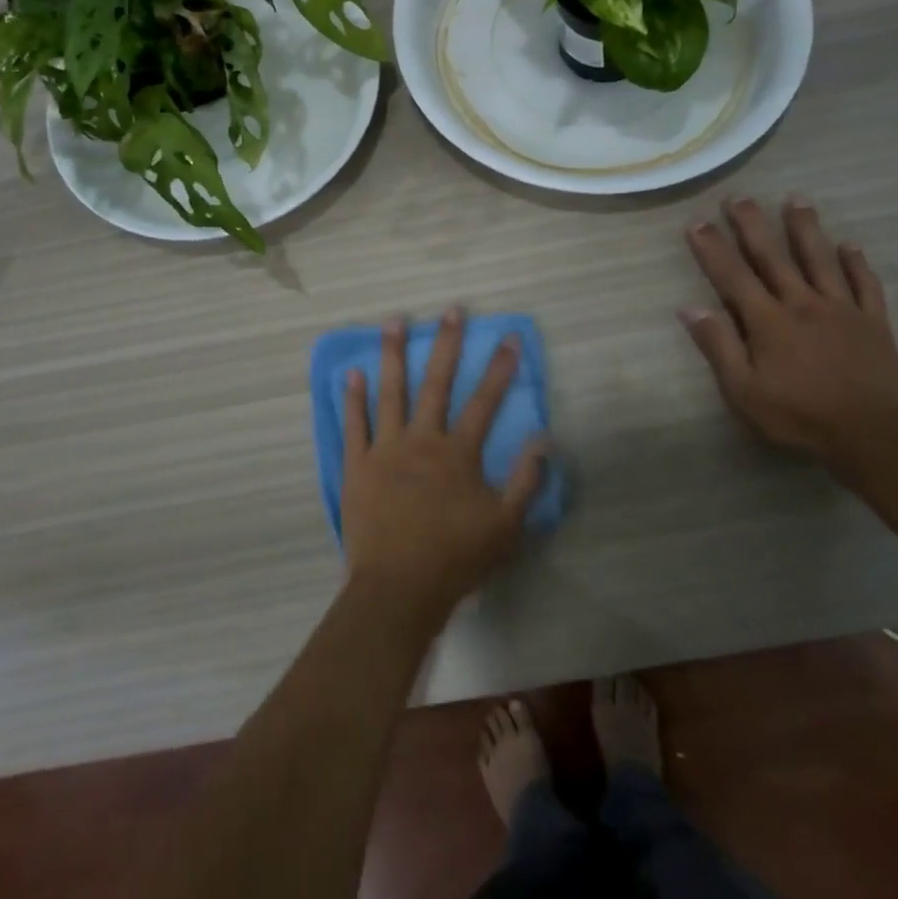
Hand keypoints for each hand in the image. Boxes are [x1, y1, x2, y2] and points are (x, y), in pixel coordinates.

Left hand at [341, 308, 549, 622]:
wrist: (398, 589)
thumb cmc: (455, 558)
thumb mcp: (505, 526)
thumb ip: (526, 481)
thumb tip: (545, 440)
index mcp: (457, 453)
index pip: (484, 401)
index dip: (499, 368)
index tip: (508, 337)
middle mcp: (421, 440)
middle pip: (436, 383)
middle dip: (446, 343)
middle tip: (450, 309)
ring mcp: (385, 450)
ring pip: (390, 392)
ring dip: (393, 354)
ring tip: (395, 320)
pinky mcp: (357, 465)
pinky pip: (355, 425)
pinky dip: (353, 398)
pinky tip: (352, 373)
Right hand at [681, 197, 897, 462]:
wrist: (869, 434)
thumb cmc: (797, 415)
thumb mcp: (743, 390)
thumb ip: (718, 346)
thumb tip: (690, 308)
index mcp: (768, 321)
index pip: (733, 276)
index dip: (712, 248)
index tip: (697, 222)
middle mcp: (802, 304)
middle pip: (773, 257)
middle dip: (752, 225)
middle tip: (739, 197)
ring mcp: (842, 309)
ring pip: (820, 260)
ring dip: (805, 228)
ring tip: (795, 199)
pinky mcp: (873, 322)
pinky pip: (865, 284)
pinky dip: (856, 262)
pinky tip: (849, 244)